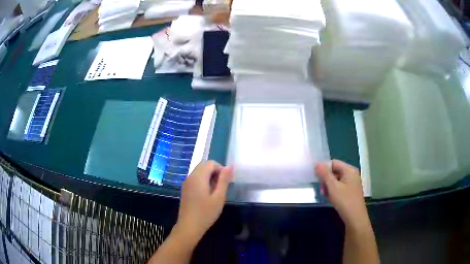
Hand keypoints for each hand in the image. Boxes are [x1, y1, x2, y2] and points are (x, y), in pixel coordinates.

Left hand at [175, 160, 232, 241]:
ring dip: (209, 176)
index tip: (227, 182)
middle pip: (204, 165)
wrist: (189, 226)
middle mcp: (190, 177)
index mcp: (198, 177)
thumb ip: (224, 180)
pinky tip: (208, 194)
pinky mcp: (185, 189)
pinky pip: (195, 178)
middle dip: (215, 172)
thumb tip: (230, 166)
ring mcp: (186, 183)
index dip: (221, 169)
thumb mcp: (219, 197)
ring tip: (216, 191)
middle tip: (223, 186)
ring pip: (199, 172)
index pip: (210, 163)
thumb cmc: (206, 213)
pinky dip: (203, 181)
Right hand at [315, 160, 368, 228]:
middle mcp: (352, 174)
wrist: (355, 218)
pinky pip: (339, 186)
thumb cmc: (344, 201)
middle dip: (326, 179)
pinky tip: (331, 198)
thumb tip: (316, 163)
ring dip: (329, 186)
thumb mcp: (333, 187)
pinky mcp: (350, 191)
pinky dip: (333, 191)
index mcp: (349, 170)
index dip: (324, 168)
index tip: (315, 177)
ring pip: (336, 180)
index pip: (333, 163)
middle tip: (321, 189)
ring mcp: (352, 183)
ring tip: (325, 195)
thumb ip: (324, 174)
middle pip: (335, 171)